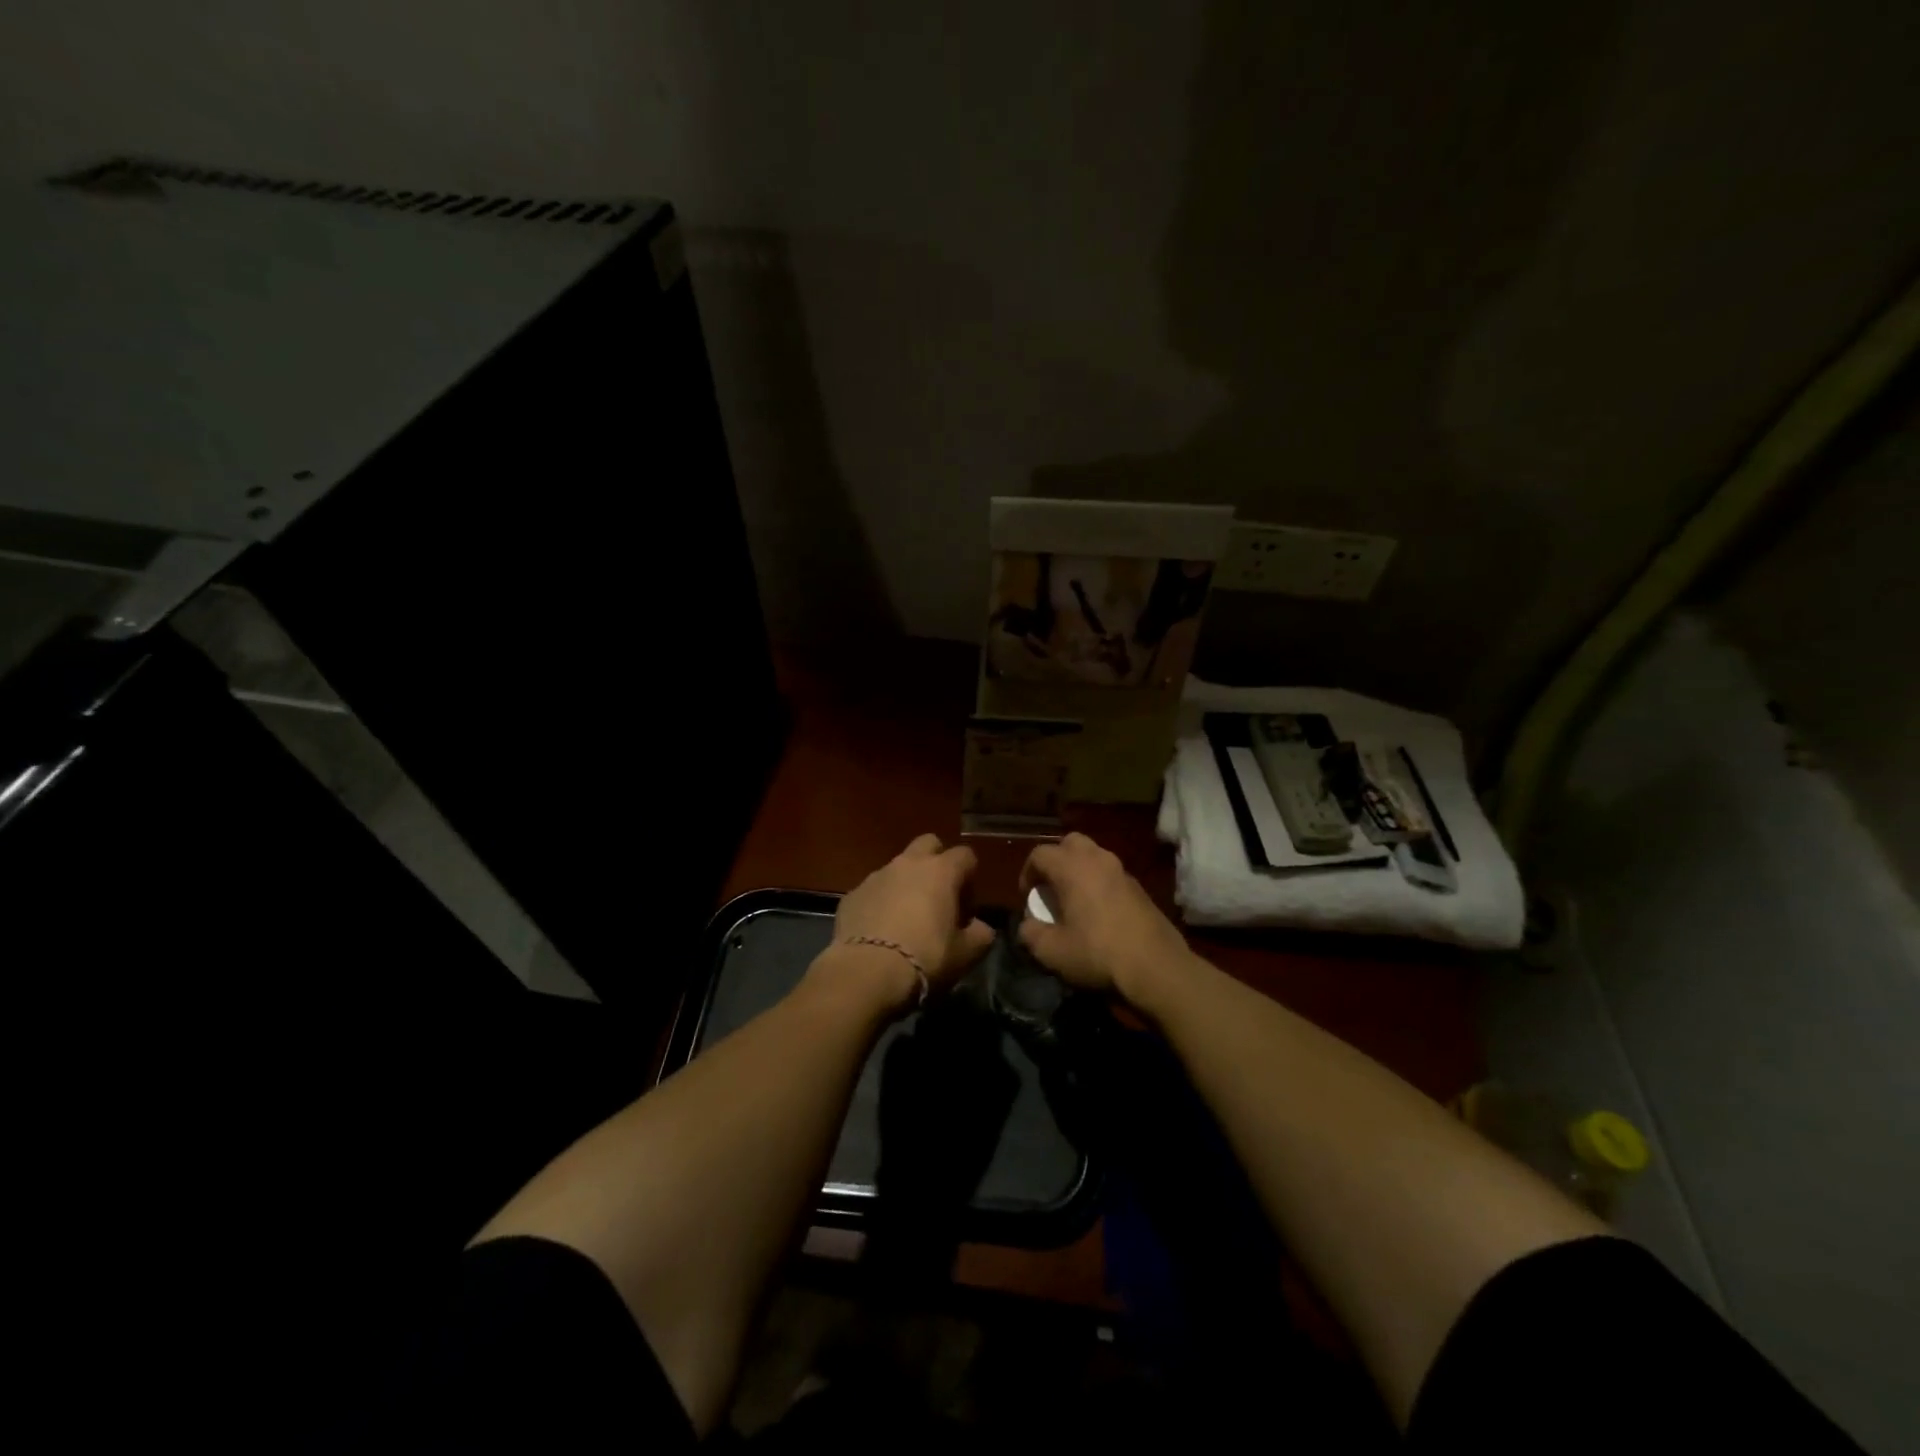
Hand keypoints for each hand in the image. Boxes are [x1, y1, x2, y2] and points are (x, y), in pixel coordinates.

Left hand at [824, 835, 995, 1010]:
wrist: (867, 972)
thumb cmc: (926, 957)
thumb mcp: (965, 954)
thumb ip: (980, 935)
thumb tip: (980, 928)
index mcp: (941, 871)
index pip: (965, 856)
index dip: (970, 880)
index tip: (966, 909)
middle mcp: (908, 864)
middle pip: (928, 844)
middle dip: (936, 863)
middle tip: (938, 898)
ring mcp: (876, 876)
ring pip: (897, 867)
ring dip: (906, 884)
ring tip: (906, 920)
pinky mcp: (852, 894)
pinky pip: (873, 890)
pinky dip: (880, 903)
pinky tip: (880, 932)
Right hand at [1018, 832, 1194, 1007]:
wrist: (1156, 966)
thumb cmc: (1097, 953)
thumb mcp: (1052, 951)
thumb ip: (1031, 933)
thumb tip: (1028, 925)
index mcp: (1072, 868)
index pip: (1040, 854)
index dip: (1027, 872)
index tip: (1028, 897)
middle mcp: (1097, 860)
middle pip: (1070, 843)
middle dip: (1056, 860)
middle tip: (1051, 887)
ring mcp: (1122, 871)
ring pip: (1094, 856)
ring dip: (1079, 870)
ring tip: (1074, 899)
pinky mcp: (1139, 887)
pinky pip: (1110, 874)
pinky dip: (1099, 883)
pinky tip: (1099, 912)